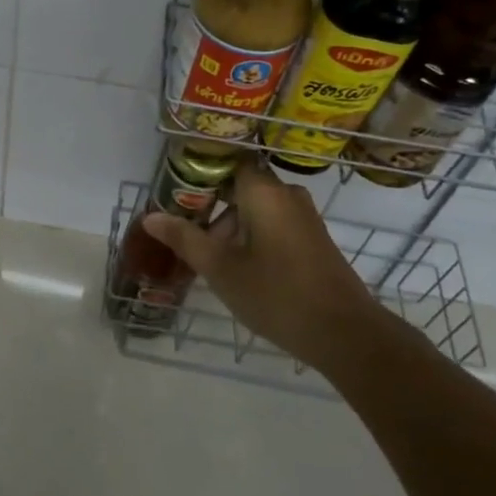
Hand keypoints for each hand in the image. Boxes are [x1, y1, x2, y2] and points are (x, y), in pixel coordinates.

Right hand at [143, 159, 382, 369]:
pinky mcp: (313, 241)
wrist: (345, 334)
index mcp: (264, 192)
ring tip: (206, 258)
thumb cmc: (277, 294)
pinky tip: (236, 268)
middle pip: (240, 187)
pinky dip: (251, 237)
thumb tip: (150, 216)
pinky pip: (273, 225)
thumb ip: (185, 239)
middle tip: (183, 232)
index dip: (201, 171)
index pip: (229, 161)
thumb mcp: (221, 269)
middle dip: (211, 207)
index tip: (176, 190)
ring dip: (230, 226)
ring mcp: (304, 218)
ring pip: (257, 209)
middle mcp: (287, 195)